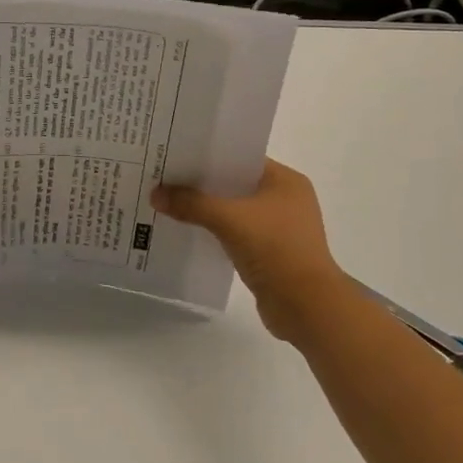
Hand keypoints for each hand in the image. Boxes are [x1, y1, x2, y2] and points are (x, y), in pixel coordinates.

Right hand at [151, 159, 343, 344]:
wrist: (306, 306)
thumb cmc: (275, 249)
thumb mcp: (229, 220)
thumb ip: (192, 204)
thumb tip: (155, 194)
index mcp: (286, 181)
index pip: (241, 158)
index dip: (209, 156)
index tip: (177, 156)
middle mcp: (286, 199)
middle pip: (235, 184)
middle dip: (203, 184)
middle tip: (166, 178)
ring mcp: (280, 228)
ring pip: (235, 210)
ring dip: (208, 210)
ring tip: (171, 203)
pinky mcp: (271, 253)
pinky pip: (236, 233)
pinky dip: (216, 231)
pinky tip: (189, 232)